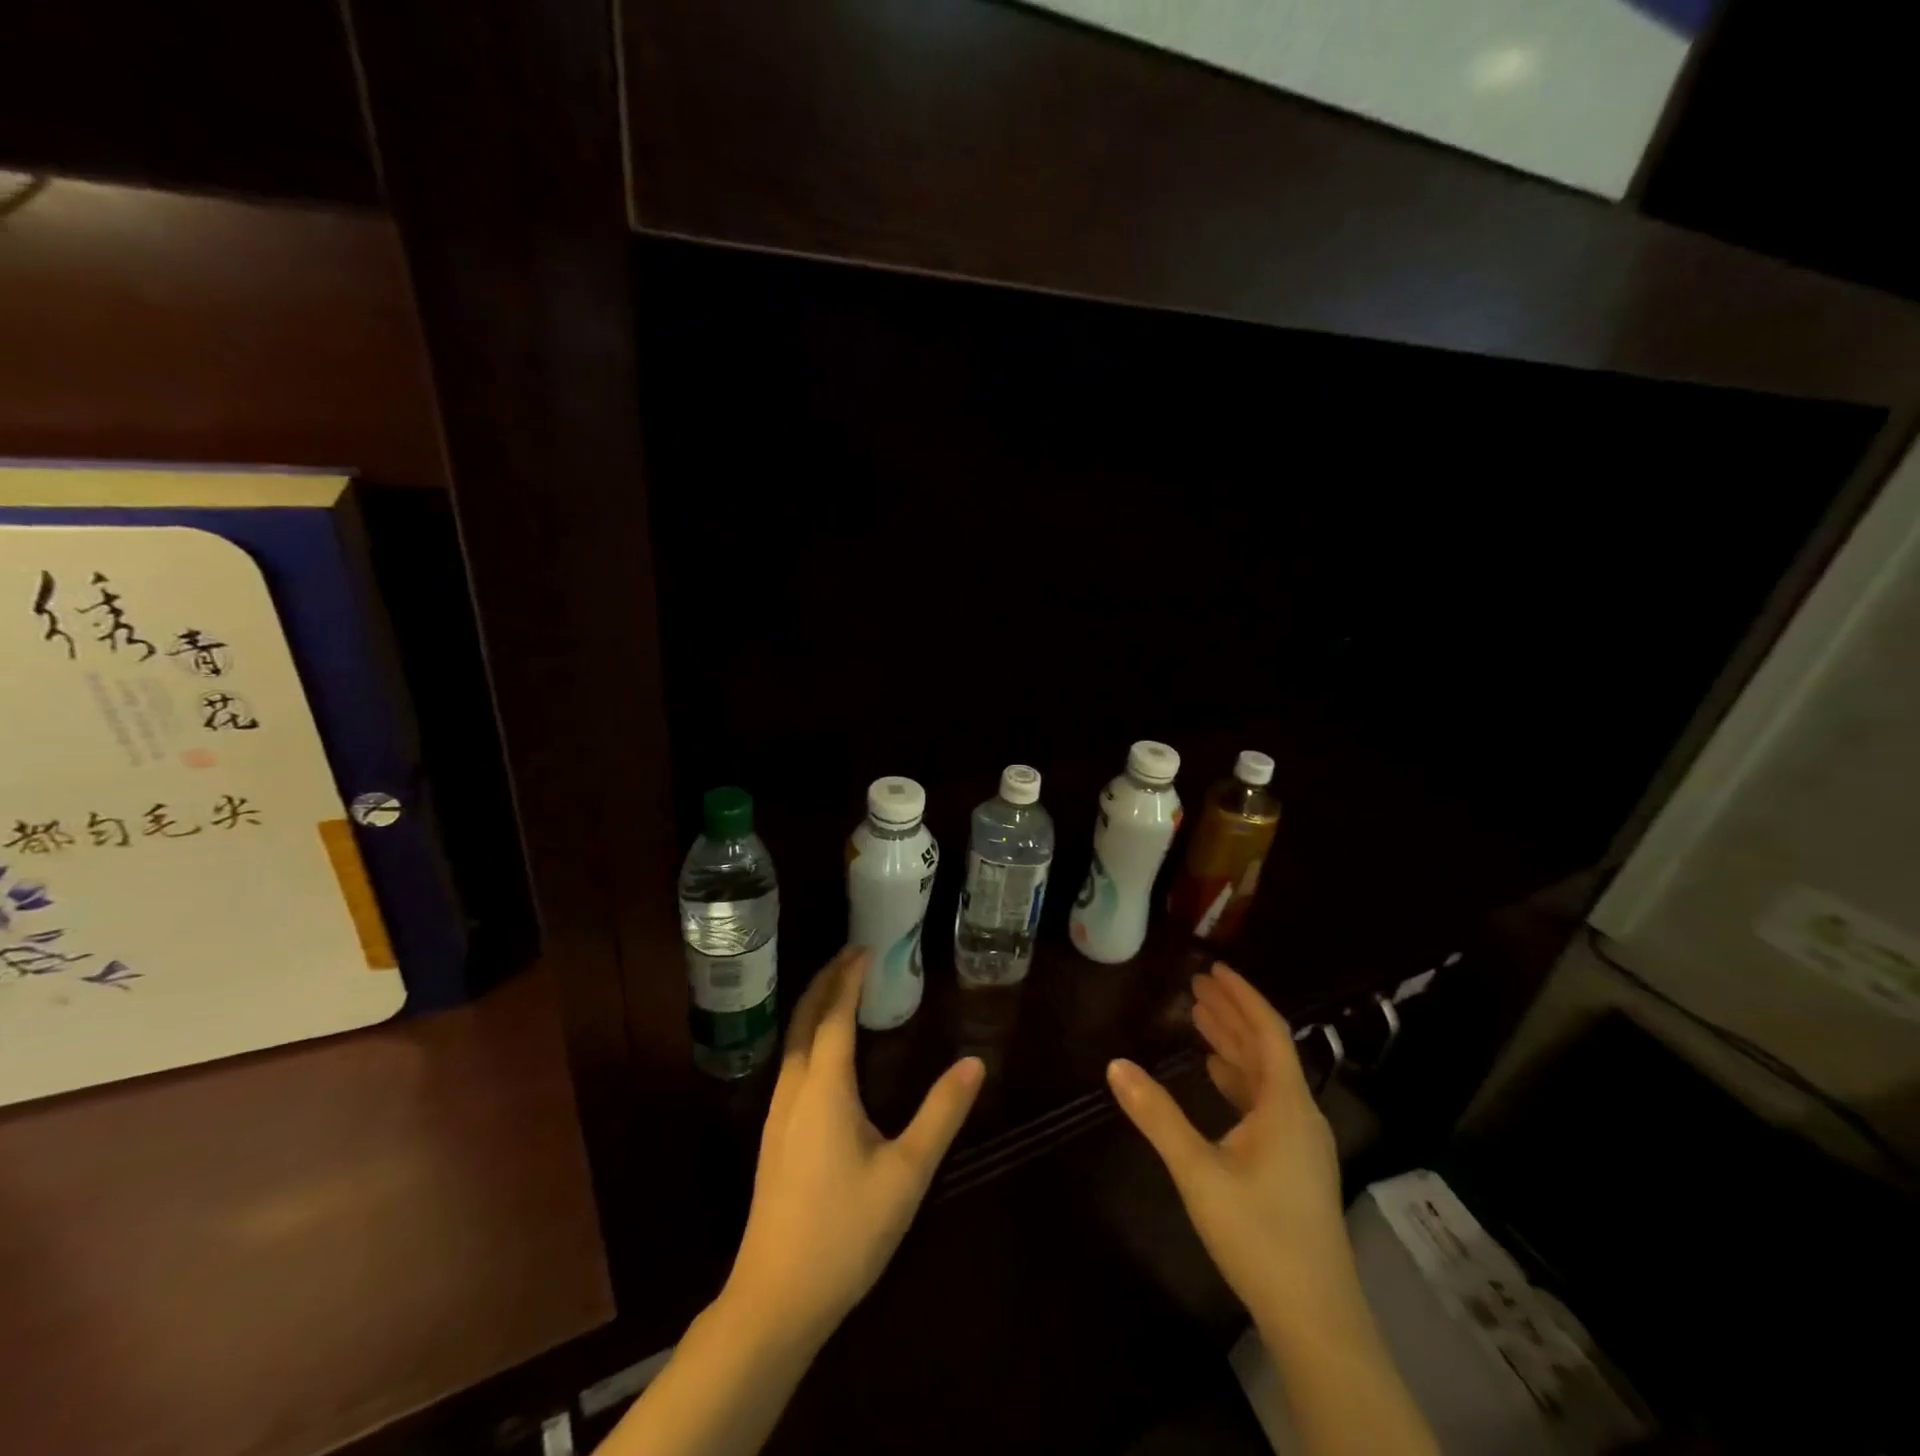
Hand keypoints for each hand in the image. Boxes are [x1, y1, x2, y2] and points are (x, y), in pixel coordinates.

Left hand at [724, 946, 984, 1348]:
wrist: (776, 1299)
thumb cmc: (846, 1232)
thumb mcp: (906, 1173)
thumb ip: (941, 1114)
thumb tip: (974, 1062)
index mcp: (824, 1088)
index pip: (835, 1014)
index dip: (849, 978)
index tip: (867, 948)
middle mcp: (794, 1089)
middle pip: (804, 1018)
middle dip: (826, 980)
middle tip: (853, 955)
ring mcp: (778, 1113)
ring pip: (792, 1040)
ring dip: (814, 1005)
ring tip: (841, 989)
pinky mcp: (774, 1135)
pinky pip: (790, 1062)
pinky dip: (808, 1033)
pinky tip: (824, 1050)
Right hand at [1107, 963, 1350, 1321]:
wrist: (1316, 1319)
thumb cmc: (1259, 1235)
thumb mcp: (1198, 1171)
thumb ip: (1157, 1115)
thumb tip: (1115, 1064)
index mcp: (1286, 1105)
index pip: (1268, 1031)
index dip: (1241, 996)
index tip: (1213, 968)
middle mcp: (1299, 1114)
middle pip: (1267, 1048)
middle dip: (1231, 1013)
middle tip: (1196, 985)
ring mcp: (1300, 1141)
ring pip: (1266, 1075)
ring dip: (1233, 1044)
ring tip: (1199, 1018)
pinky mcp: (1295, 1164)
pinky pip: (1266, 1101)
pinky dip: (1239, 1077)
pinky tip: (1216, 1075)